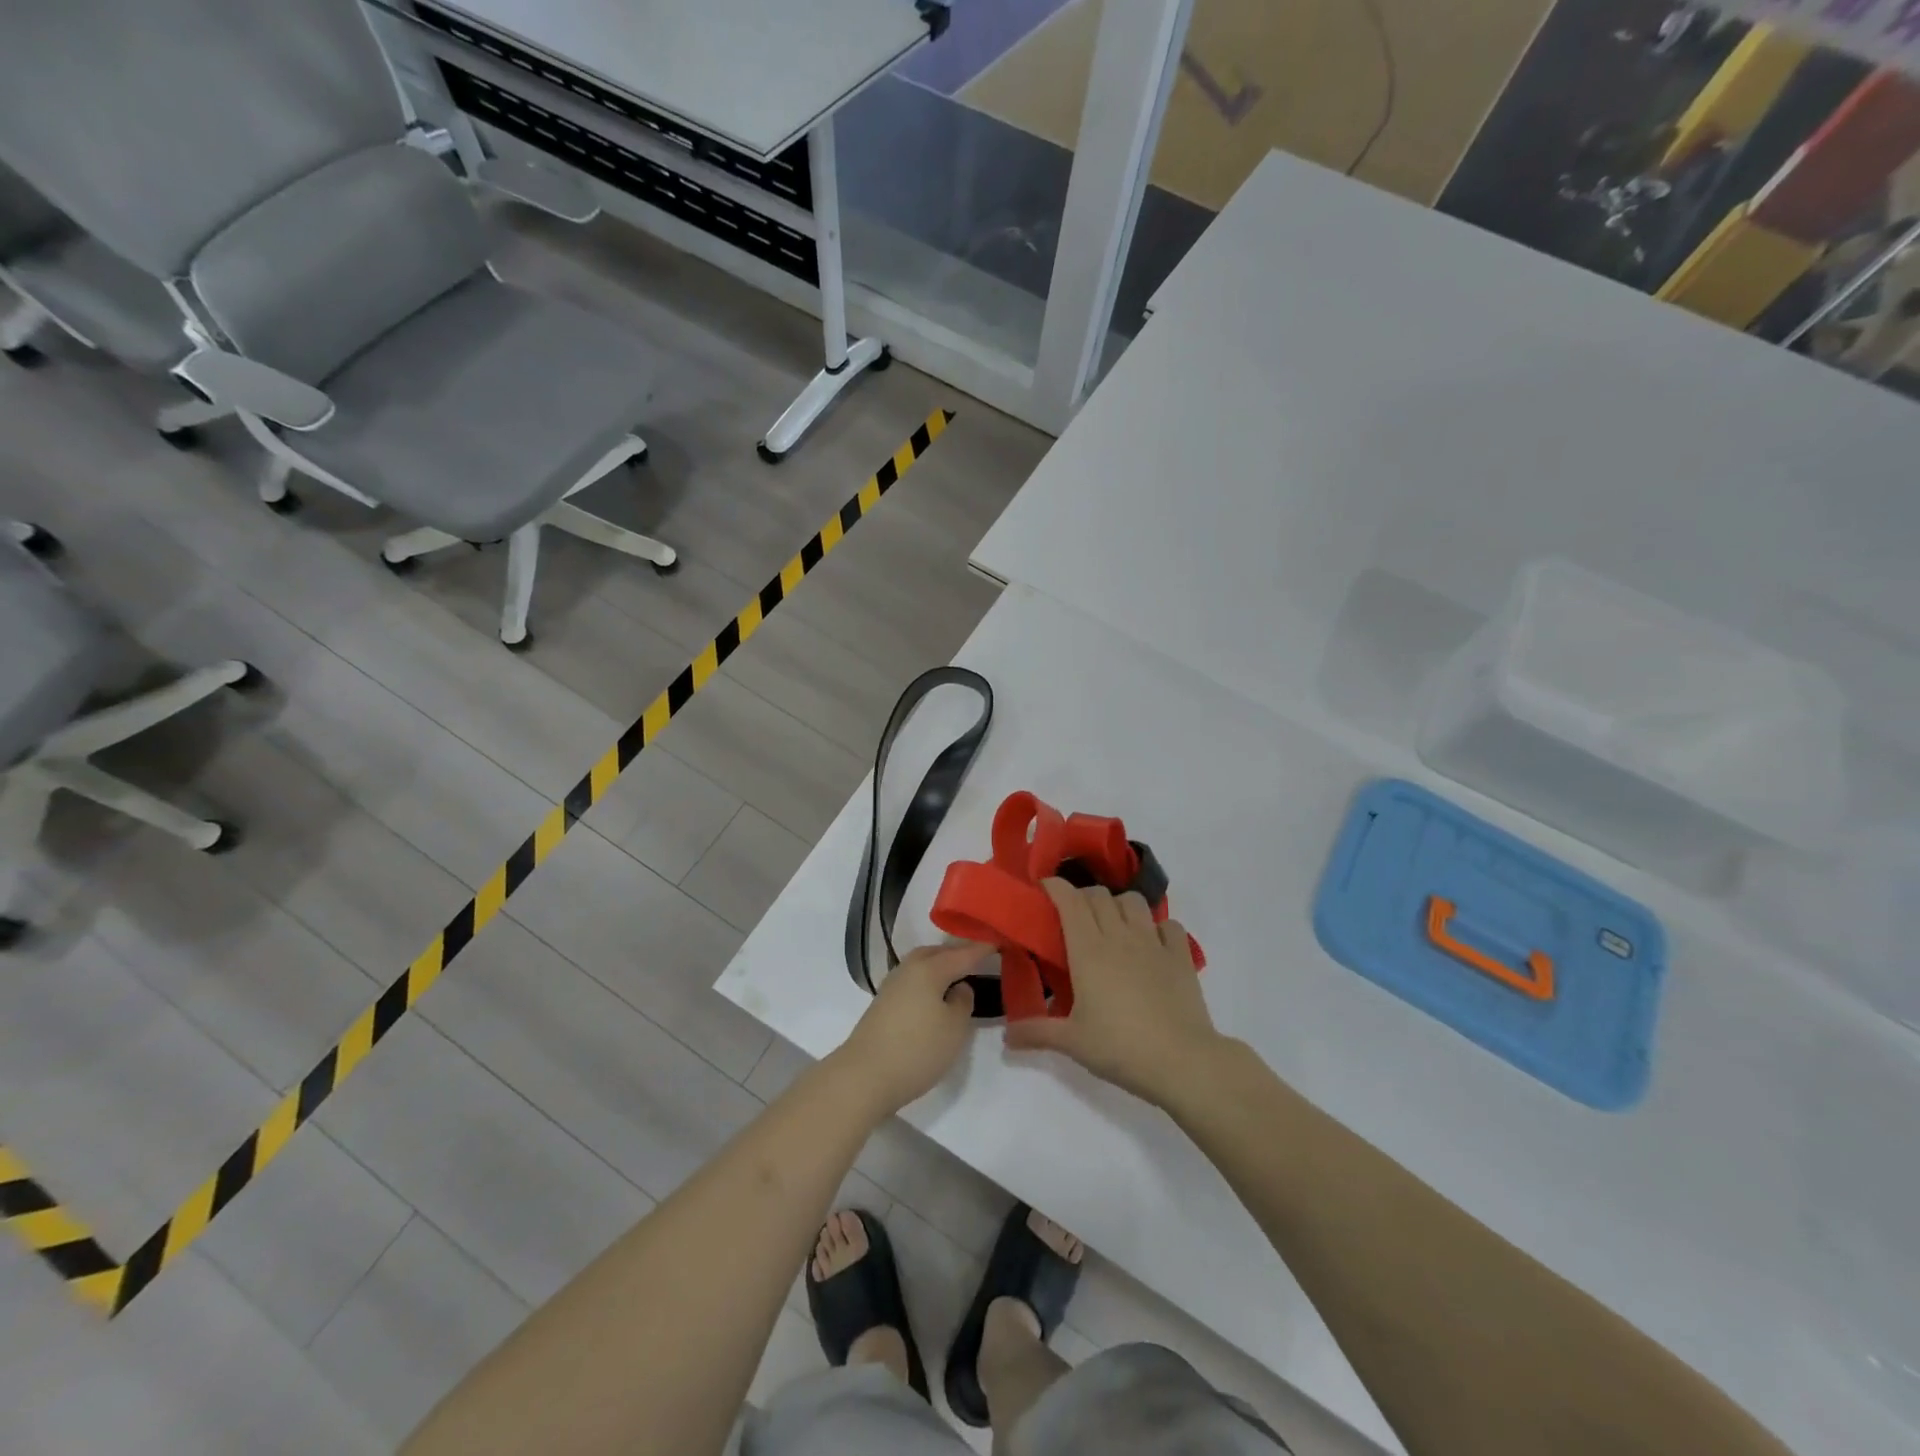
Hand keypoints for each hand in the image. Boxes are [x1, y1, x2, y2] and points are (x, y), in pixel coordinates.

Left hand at [834, 943, 985, 1116]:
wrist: (864, 1076)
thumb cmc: (917, 1049)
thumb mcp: (954, 1028)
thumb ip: (963, 1002)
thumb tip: (958, 987)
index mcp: (929, 968)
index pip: (962, 954)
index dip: (981, 949)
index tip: (998, 942)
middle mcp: (908, 969)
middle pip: (937, 953)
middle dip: (957, 953)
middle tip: (977, 957)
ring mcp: (892, 986)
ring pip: (921, 965)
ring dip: (940, 966)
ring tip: (958, 976)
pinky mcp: (883, 1004)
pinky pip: (912, 981)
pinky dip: (927, 981)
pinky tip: (934, 995)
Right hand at [1005, 881, 1220, 1107]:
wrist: (1182, 1060)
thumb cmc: (1120, 1047)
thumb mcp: (1072, 1042)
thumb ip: (1036, 1032)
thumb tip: (1006, 1036)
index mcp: (1088, 950)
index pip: (1070, 900)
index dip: (1056, 887)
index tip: (1044, 887)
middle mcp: (1119, 936)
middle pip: (1099, 895)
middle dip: (1082, 896)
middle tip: (1073, 916)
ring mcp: (1153, 943)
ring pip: (1133, 901)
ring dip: (1118, 905)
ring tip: (1112, 925)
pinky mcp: (1181, 956)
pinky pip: (1168, 924)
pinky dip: (1157, 926)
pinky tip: (1152, 943)